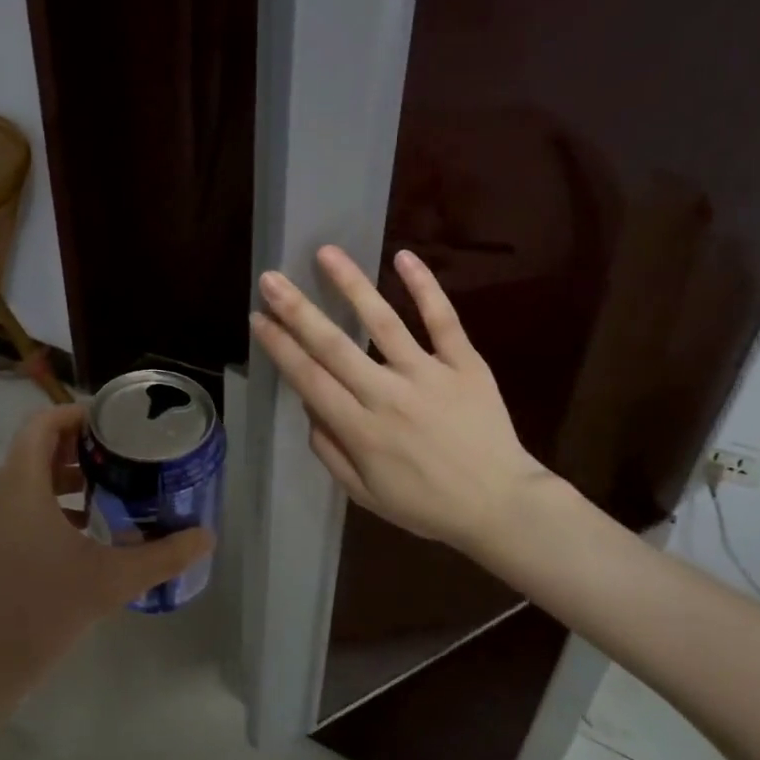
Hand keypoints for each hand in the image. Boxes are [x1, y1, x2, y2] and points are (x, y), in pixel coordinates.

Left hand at [0, 404, 212, 728]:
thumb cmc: (38, 615)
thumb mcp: (110, 582)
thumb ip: (162, 556)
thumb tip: (206, 537)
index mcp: (17, 486)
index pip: (41, 424)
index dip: (76, 415)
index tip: (113, 425)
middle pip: (32, 453)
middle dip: (76, 452)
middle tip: (119, 462)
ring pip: (19, 485)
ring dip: (58, 484)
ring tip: (102, 499)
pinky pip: (6, 512)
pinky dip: (39, 511)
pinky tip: (71, 543)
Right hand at [251, 245, 556, 554]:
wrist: (500, 506)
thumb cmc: (427, 505)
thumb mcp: (365, 494)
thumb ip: (331, 452)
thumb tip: (309, 409)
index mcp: (361, 431)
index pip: (310, 380)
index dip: (280, 348)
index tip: (258, 320)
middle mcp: (388, 396)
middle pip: (334, 346)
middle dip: (297, 311)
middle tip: (271, 278)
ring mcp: (429, 375)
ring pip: (383, 323)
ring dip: (351, 285)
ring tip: (326, 252)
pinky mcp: (465, 365)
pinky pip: (443, 321)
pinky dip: (425, 288)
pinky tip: (404, 257)